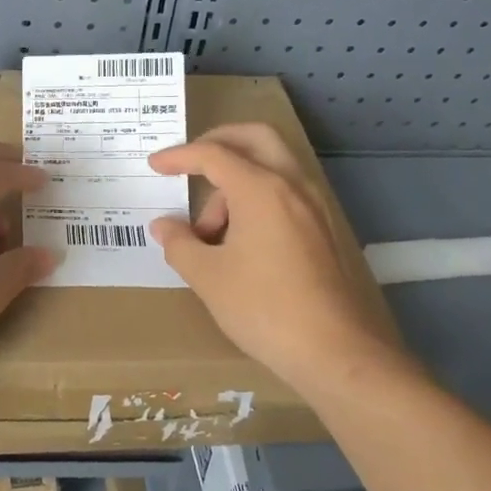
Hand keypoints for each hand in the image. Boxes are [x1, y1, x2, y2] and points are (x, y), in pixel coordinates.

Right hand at [147, 124, 417, 391]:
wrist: (336, 351)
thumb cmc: (264, 308)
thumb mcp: (208, 277)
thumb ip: (180, 244)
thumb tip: (164, 226)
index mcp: (261, 189)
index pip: (213, 154)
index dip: (179, 156)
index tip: (154, 165)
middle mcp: (293, 185)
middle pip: (254, 139)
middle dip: (218, 143)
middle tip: (191, 164)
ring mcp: (315, 206)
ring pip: (272, 168)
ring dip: (237, 183)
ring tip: (211, 234)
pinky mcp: (325, 229)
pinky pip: (286, 193)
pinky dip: (259, 199)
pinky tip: (241, 241)